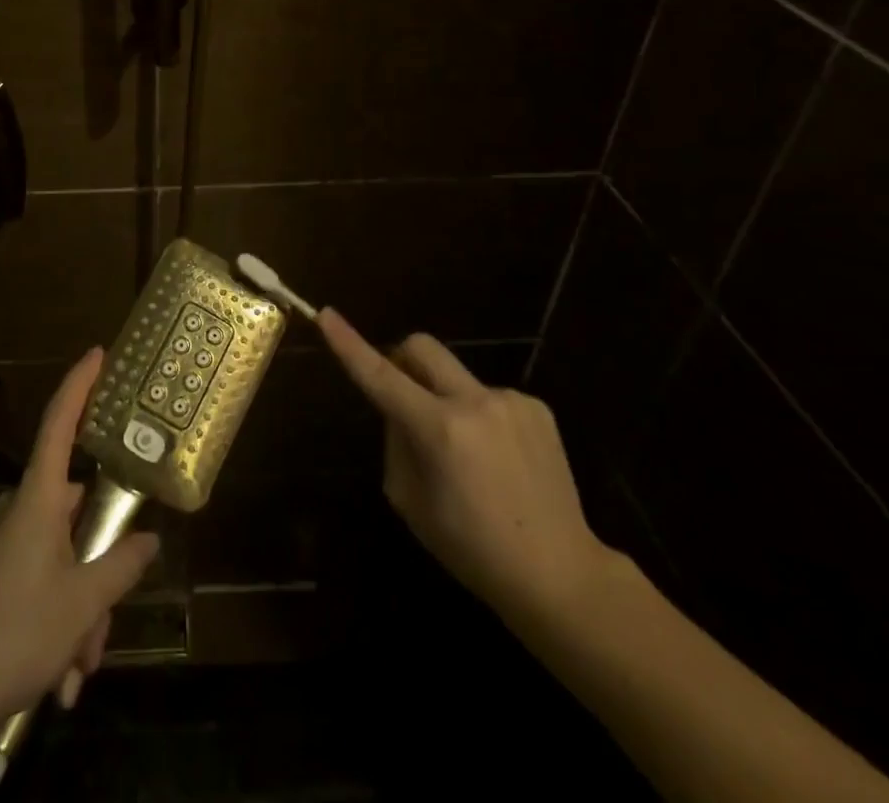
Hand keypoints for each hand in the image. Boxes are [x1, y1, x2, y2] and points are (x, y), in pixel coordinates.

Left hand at [0, 348, 159, 730]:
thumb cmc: (15, 631)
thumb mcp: (82, 604)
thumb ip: (121, 566)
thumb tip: (149, 540)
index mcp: (39, 497)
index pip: (60, 422)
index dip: (79, 384)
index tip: (97, 353)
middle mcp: (22, 509)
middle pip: (78, 512)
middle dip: (101, 565)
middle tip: (106, 622)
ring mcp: (8, 543)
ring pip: (66, 556)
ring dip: (82, 609)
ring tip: (80, 666)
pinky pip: (46, 580)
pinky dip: (62, 620)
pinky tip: (63, 676)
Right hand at [315, 308, 613, 628]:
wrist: (562, 574)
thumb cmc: (472, 549)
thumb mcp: (411, 502)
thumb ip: (395, 442)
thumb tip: (398, 408)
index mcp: (440, 430)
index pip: (381, 376)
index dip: (349, 344)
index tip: (326, 314)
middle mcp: (475, 402)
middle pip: (422, 347)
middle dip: (401, 358)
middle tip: (401, 394)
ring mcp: (511, 401)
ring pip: (455, 376)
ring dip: (444, 398)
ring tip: (467, 454)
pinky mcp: (537, 407)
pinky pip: (488, 395)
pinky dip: (478, 415)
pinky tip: (498, 459)